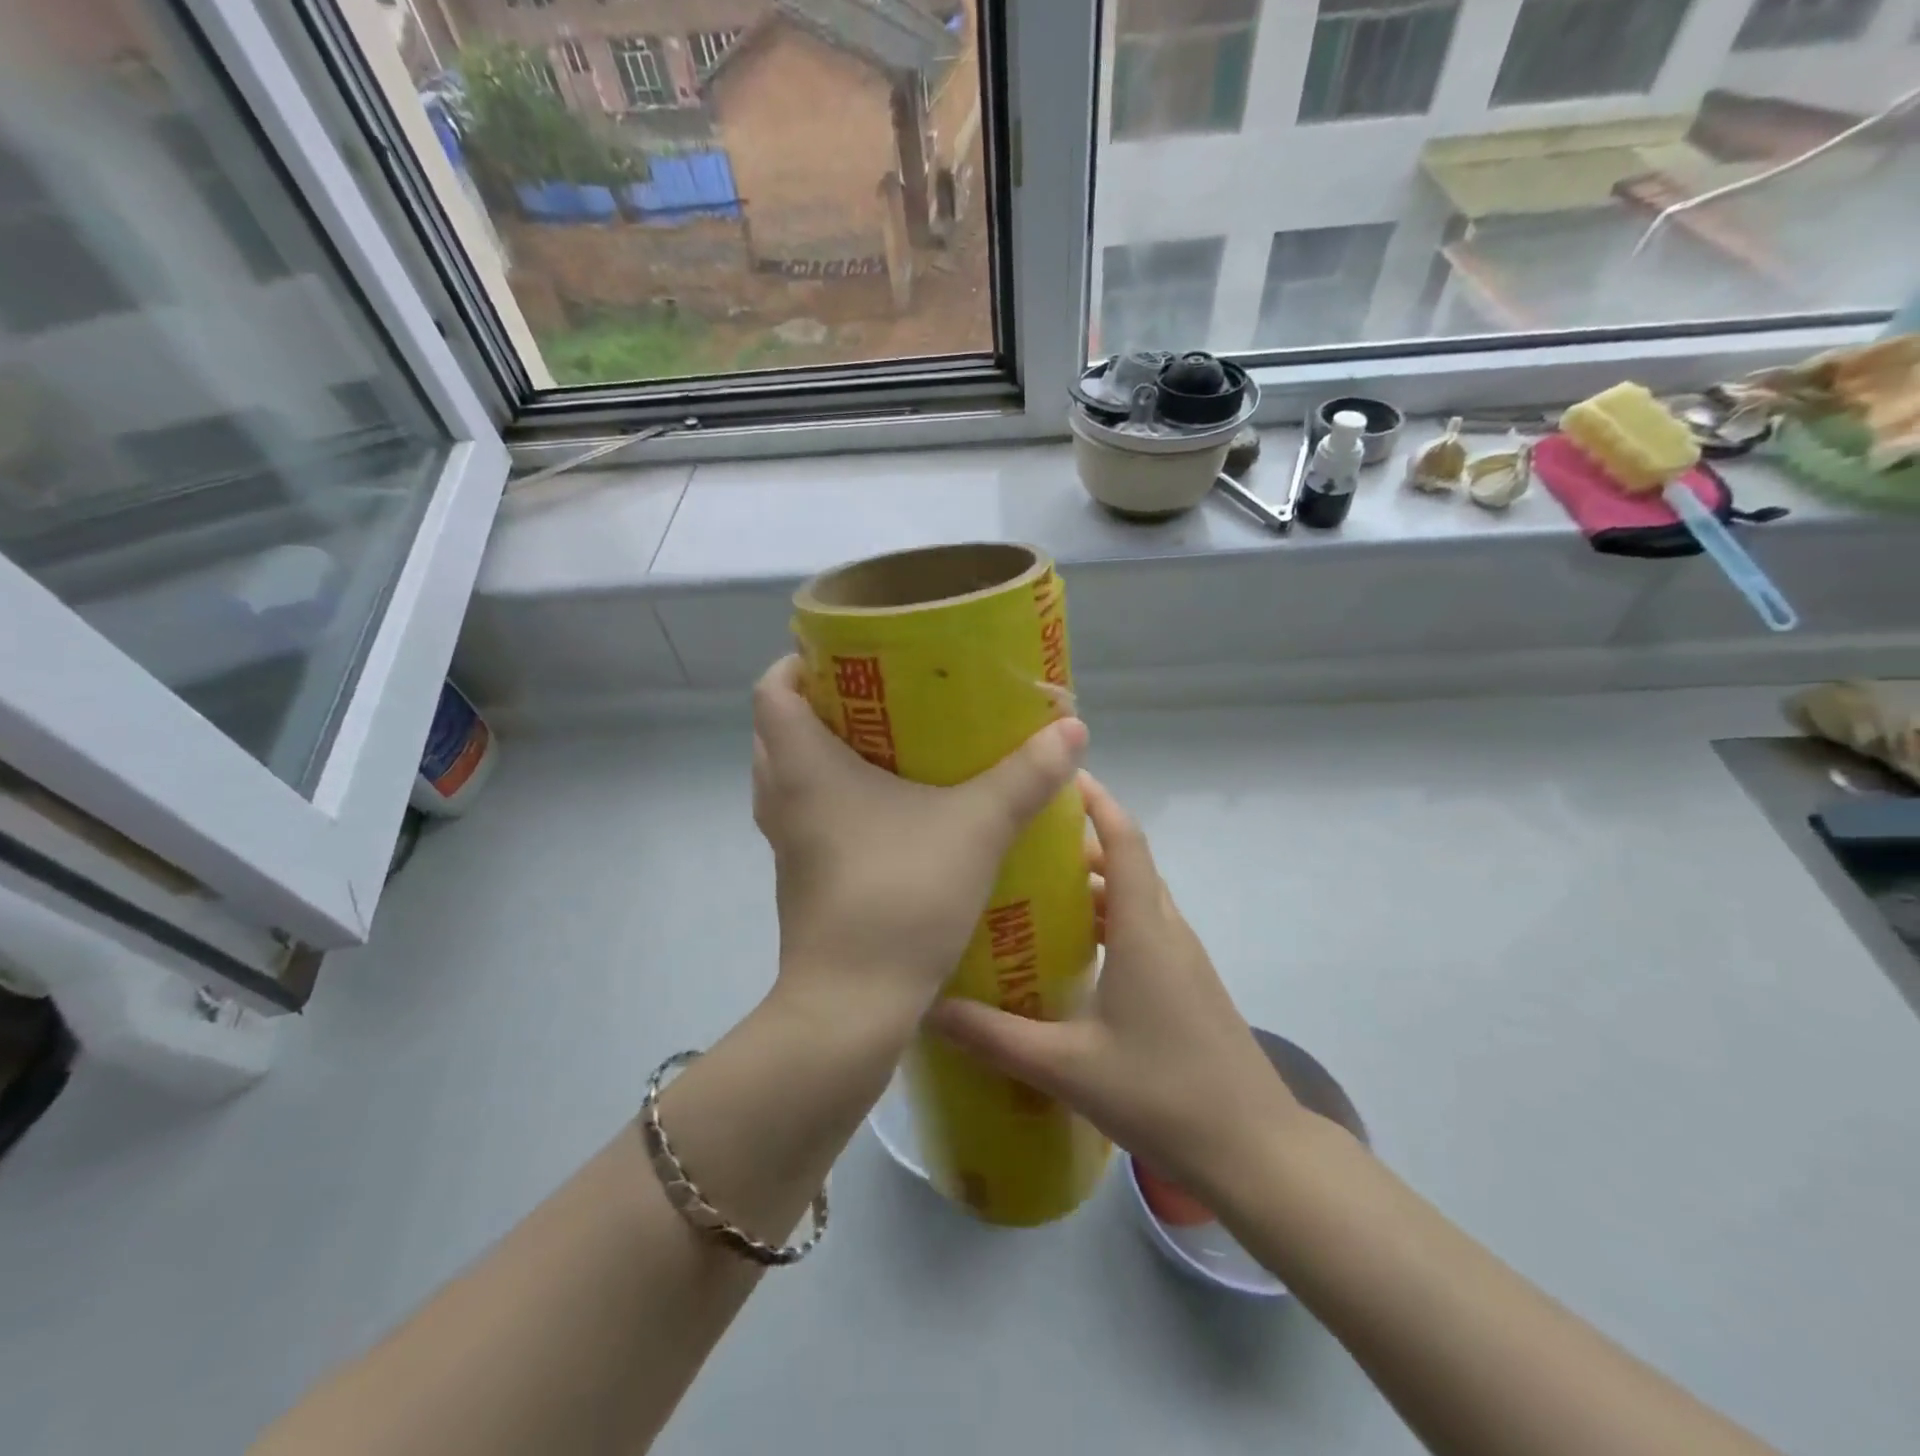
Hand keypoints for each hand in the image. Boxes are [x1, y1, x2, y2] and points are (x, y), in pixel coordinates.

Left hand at [752, 655, 1086, 1027]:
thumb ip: (1025, 777)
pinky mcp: (803, 879)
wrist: (851, 1007)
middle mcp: (783, 799)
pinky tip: (891, 813)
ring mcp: (788, 844)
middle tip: (880, 697)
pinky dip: (835, 801)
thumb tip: (1073, 730)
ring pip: (791, 778)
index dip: (799, 663)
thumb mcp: (976, 828)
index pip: (772, 690)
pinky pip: (809, 819)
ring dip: (827, 756)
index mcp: (804, 767)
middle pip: (779, 731)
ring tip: (887, 747)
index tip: (846, 657)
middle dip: (821, 706)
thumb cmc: (900, 897)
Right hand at [928, 772, 1300, 1202]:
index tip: (1060, 774)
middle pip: (1128, 862)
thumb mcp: (1067, 1066)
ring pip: (1136, 898)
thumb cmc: (1162, 1094)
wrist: (1254, 1151)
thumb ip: (995, 1036)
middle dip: (1081, 840)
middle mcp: (1168, 930)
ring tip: (1037, 888)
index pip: (1125, 840)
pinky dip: (1109, 918)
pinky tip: (1074, 952)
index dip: (1097, 801)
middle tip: (1023, 837)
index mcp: (1145, 929)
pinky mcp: (1188, 985)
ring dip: (1095, 882)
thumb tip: (930, 1008)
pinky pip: (1144, 929)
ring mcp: (1183, 959)